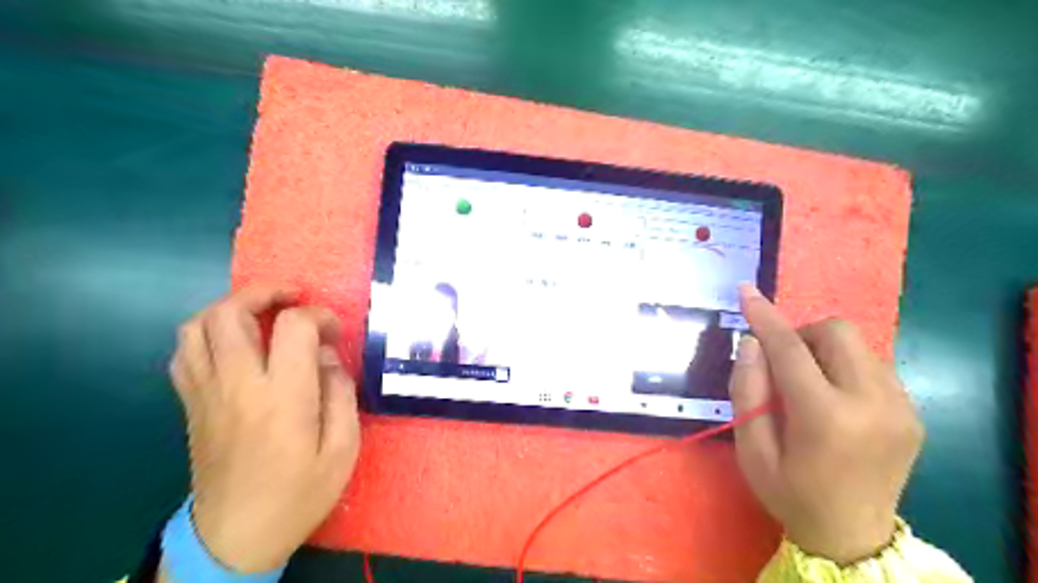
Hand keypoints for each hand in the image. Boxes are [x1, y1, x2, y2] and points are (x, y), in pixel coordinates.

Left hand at [169, 287, 361, 572]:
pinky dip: (207, 333)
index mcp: (283, 396)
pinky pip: (184, 352)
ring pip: (196, 326)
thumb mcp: (343, 448)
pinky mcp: (191, 405)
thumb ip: (341, 393)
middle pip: (230, 313)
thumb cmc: (299, 493)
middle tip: (292, 299)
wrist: (235, 538)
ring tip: (261, 314)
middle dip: (264, 293)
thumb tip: (327, 355)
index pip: (293, 326)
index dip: (318, 316)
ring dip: (230, 307)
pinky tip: (232, 343)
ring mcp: (206, 394)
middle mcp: (237, 385)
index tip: (334, 331)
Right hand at [727, 284, 922, 561]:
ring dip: (822, 350)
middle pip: (836, 332)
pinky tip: (833, 397)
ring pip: (858, 343)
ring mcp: (901, 407)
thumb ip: (747, 390)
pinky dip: (843, 366)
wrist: (854, 537)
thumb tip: (752, 343)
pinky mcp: (913, 412)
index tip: (746, 292)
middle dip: (801, 335)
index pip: (790, 349)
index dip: (765, 317)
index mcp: (826, 419)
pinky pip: (872, 364)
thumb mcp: (751, 449)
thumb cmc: (790, 493)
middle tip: (782, 365)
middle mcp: (873, 404)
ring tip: (807, 384)